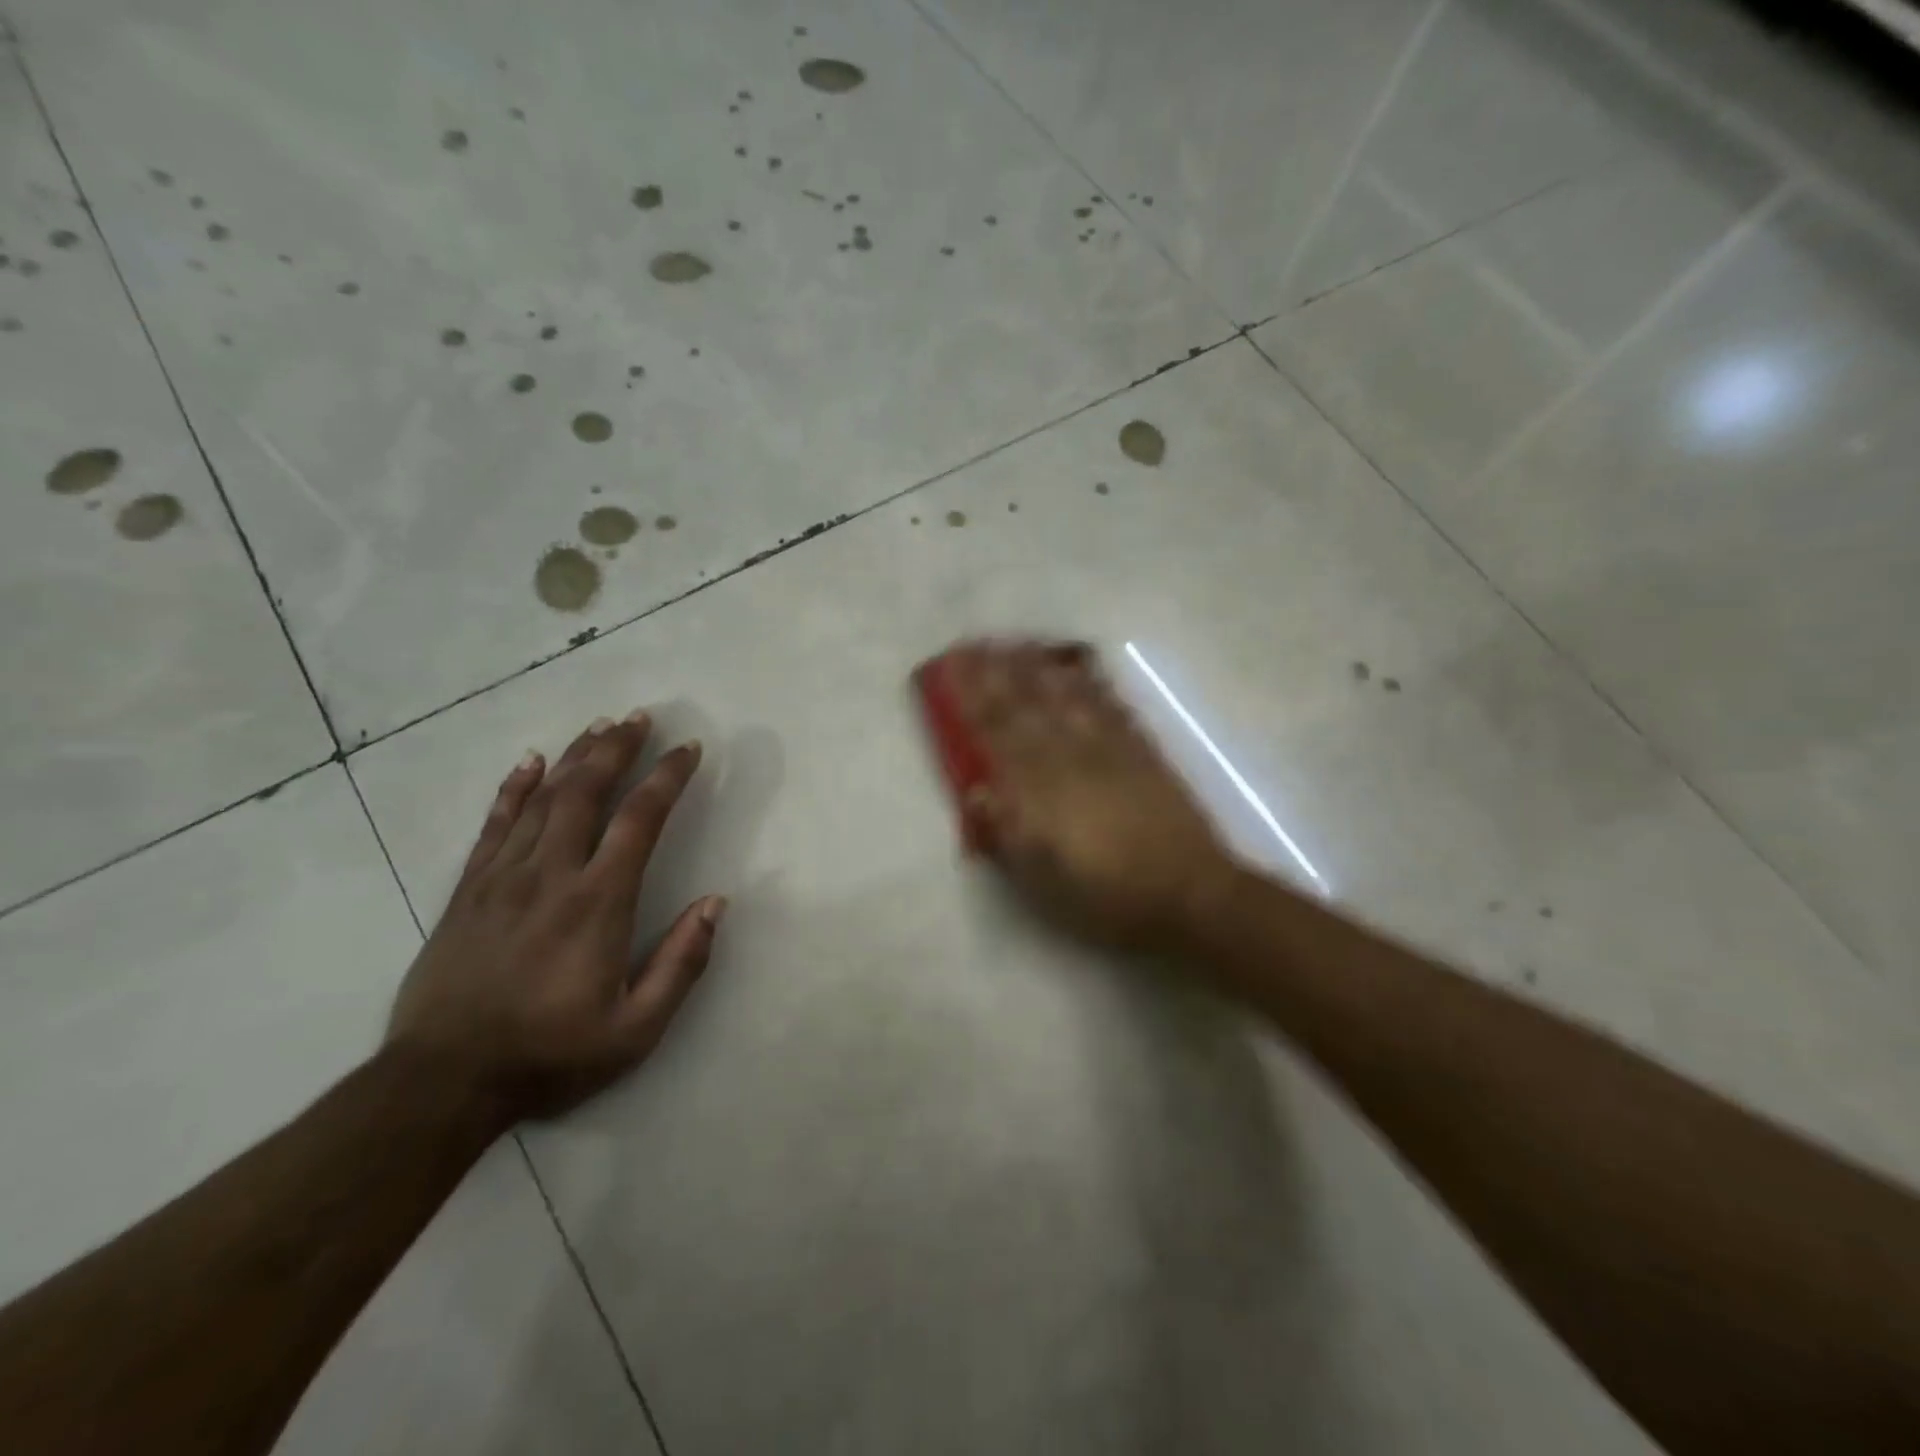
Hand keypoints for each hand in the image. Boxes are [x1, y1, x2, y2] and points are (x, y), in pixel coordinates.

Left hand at [386, 711, 723, 1123]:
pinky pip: (494, 825)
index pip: (640, 820)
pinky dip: (514, 788)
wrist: (442, 1082)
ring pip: (543, 799)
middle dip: (618, 748)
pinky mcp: (468, 891)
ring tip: (600, 727)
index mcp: (599, 902)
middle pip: (587, 792)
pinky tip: (530, 762)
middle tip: (641, 717)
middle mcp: (552, 875)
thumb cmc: (550, 1054)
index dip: (668, 777)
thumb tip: (715, 903)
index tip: (689, 749)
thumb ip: (681, 963)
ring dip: (575, 757)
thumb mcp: (636, 1029)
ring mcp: (503, 878)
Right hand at [945, 639, 1236, 951]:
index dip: (972, 697)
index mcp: (1041, 789)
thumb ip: (1008, 832)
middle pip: (1028, 705)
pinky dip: (1091, 683)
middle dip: (999, 672)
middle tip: (978, 641)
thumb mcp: (1043, 879)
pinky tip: (1080, 669)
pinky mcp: (1142, 751)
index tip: (953, 666)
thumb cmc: (1107, 895)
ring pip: (1067, 696)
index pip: (997, 731)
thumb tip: (977, 792)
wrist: (1189, 892)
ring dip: (1039, 667)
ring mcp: (1110, 749)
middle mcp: (1071, 757)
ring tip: (1019, 642)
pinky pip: (1111, 706)